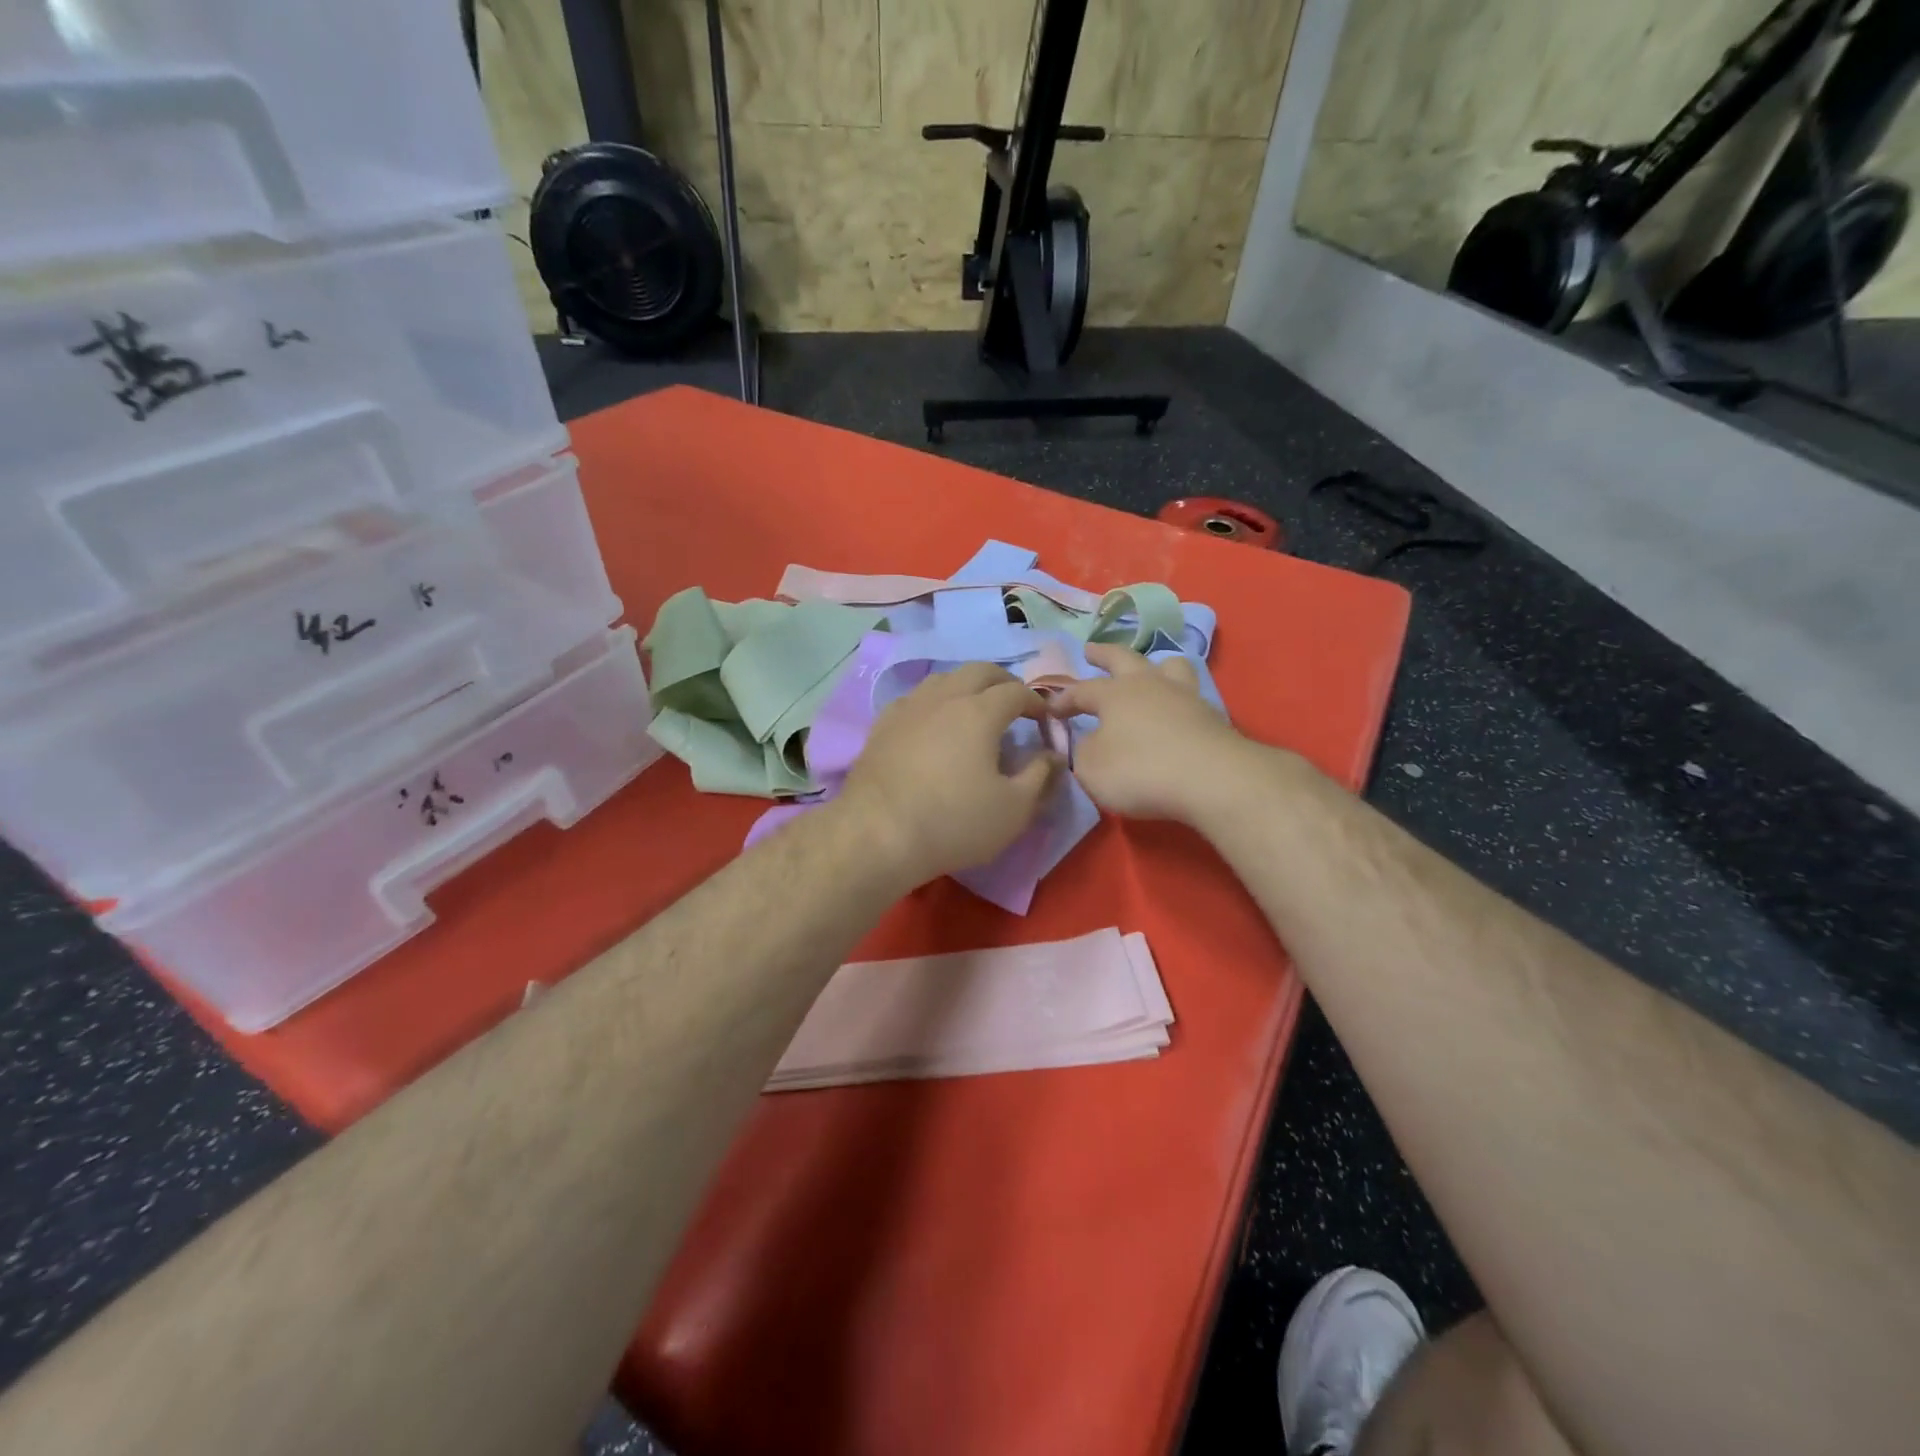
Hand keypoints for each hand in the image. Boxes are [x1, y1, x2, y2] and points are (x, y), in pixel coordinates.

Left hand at [835, 662, 1064, 889]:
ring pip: (943, 679)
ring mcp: (908, 708)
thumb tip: (1053, 755)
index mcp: (979, 711)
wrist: (877, 834)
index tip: (1045, 720)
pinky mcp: (881, 725)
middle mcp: (943, 698)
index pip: (1016, 691)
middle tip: (1014, 704)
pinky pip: (915, 699)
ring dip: (966, 686)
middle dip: (1003, 682)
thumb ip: (1041, 776)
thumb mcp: (1014, 809)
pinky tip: (933, 723)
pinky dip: (934, 702)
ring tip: (975, 709)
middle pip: (978, 671)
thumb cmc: (954, 821)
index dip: (1036, 702)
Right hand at [1048, 644, 1252, 822]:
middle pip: (1123, 659)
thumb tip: (1086, 742)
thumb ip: (1082, 752)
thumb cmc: (1140, 770)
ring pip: (1168, 666)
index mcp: (1114, 694)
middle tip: (1090, 649)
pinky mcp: (1211, 716)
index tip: (1049, 709)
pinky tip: (1176, 707)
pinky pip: (1189, 694)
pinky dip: (1177, 696)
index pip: (1080, 691)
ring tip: (1149, 669)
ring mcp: (1184, 696)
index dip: (1062, 699)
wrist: (1212, 779)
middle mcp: (1148, 685)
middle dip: (1103, 654)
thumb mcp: (1092, 769)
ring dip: (1153, 665)